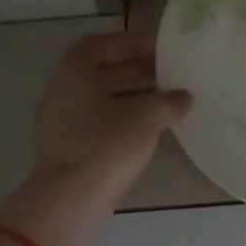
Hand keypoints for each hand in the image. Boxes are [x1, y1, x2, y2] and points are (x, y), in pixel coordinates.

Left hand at [0, 32, 189, 245]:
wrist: (69, 203)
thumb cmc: (106, 145)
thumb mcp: (146, 117)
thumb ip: (168, 101)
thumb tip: (184, 97)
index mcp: (74, 72)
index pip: (102, 43)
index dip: (131, 42)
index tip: (159, 49)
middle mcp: (62, 91)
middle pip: (100, 70)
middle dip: (135, 68)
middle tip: (168, 71)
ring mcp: (61, 122)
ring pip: (100, 97)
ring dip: (131, 93)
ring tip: (165, 98)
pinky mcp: (67, 148)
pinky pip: (97, 121)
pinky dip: (122, 116)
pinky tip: (149, 127)